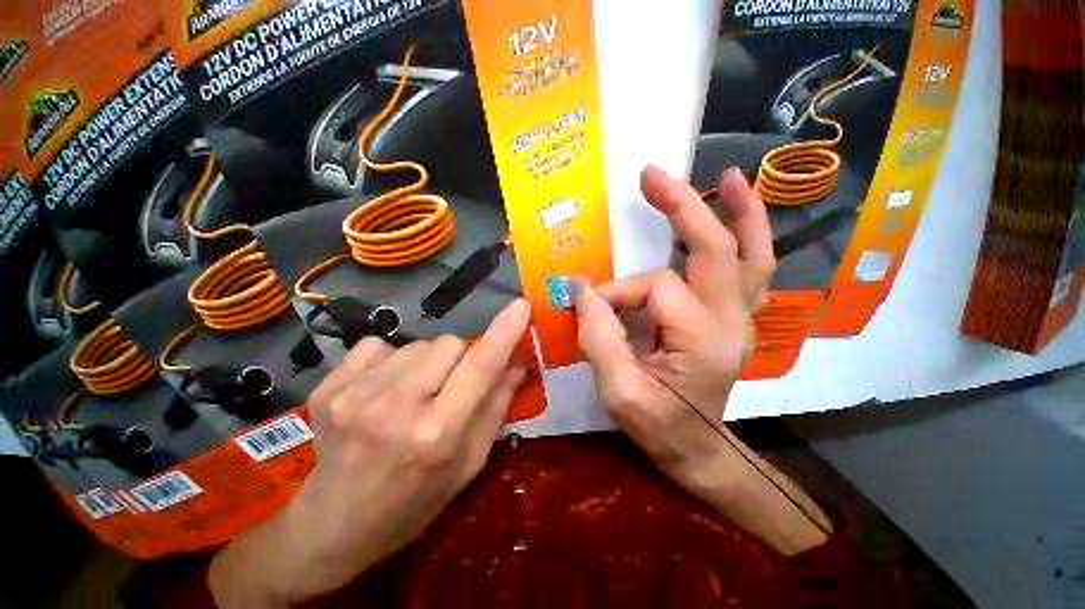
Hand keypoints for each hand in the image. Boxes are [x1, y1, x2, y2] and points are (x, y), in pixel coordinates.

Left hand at [209, 300, 531, 606]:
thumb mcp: (469, 463)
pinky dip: (390, 361)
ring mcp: (356, 394)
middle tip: (449, 388)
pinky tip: (381, 391)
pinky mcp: (329, 386)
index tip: (521, 306)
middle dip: (459, 358)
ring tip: (412, 394)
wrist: (332, 526)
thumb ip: (497, 406)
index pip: (481, 366)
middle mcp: (396, 407)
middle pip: (449, 343)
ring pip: (418, 343)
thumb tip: (519, 362)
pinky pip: (379, 345)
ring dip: (426, 362)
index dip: (504, 332)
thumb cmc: (414, 501)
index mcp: (437, 433)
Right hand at [577, 165, 771, 491]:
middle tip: (654, 176)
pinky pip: (751, 269)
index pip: (655, 288)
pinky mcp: (737, 318)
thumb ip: (600, 340)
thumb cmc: (659, 427)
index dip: (617, 292)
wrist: (697, 450)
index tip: (590, 308)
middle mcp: (733, 321)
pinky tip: (736, 213)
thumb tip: (585, 294)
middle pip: (717, 249)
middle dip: (683, 207)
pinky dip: (747, 236)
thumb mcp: (620, 394)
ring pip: (753, 254)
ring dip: (740, 212)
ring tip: (727, 178)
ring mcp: (742, 318)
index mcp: (704, 340)